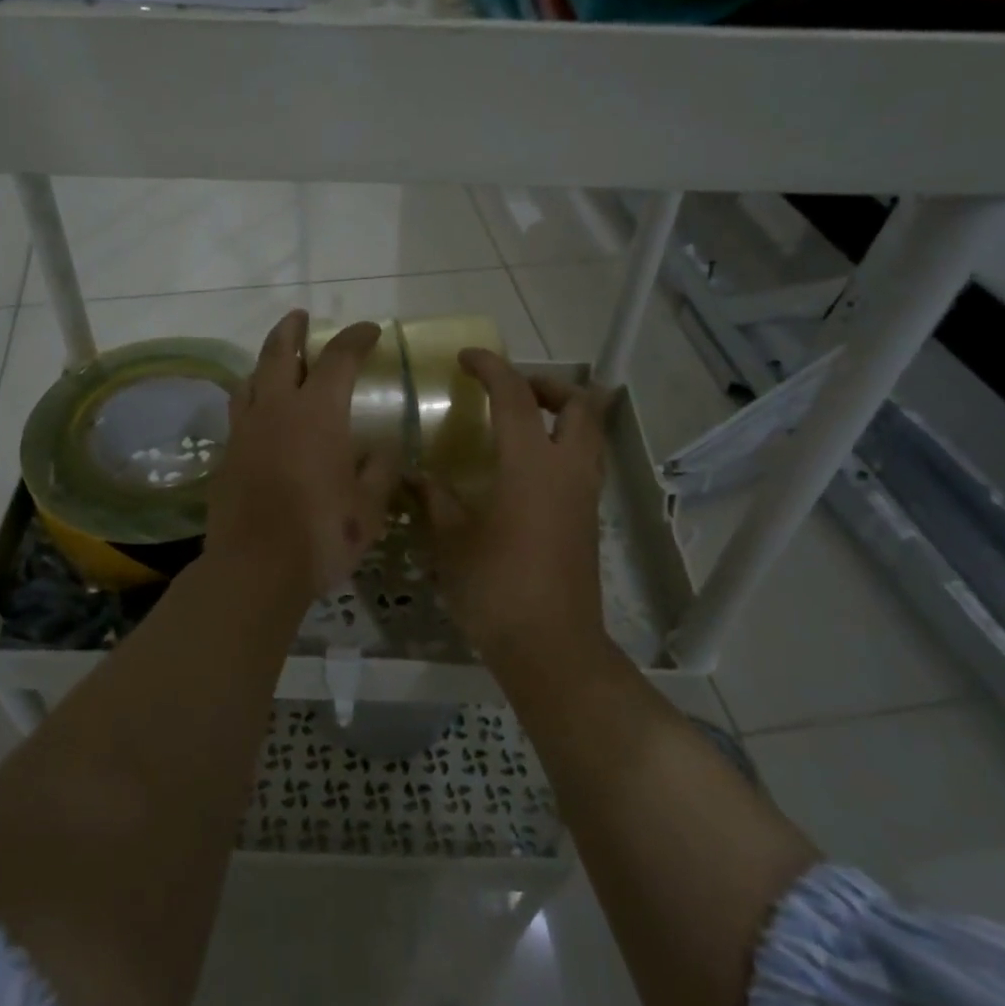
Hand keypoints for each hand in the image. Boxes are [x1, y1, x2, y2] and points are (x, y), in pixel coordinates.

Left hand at [203, 311, 399, 605]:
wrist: (255, 567)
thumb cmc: (322, 533)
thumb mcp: (369, 507)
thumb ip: (380, 471)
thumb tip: (385, 449)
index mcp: (318, 413)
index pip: (338, 358)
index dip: (356, 338)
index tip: (370, 330)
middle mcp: (277, 409)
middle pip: (279, 353)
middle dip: (292, 330)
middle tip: (299, 316)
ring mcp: (245, 431)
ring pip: (250, 379)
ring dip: (265, 362)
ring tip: (276, 361)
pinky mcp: (226, 456)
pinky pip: (238, 413)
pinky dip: (251, 399)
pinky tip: (259, 415)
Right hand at [413, 349, 613, 663]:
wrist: (551, 647)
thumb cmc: (496, 588)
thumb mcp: (452, 541)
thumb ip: (435, 500)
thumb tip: (415, 476)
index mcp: (532, 466)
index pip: (517, 398)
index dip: (493, 369)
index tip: (468, 359)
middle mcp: (568, 471)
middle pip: (580, 406)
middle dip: (549, 385)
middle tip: (512, 391)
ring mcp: (584, 496)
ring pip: (590, 434)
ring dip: (562, 415)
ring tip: (521, 423)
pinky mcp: (588, 520)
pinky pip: (584, 463)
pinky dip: (562, 447)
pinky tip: (525, 470)